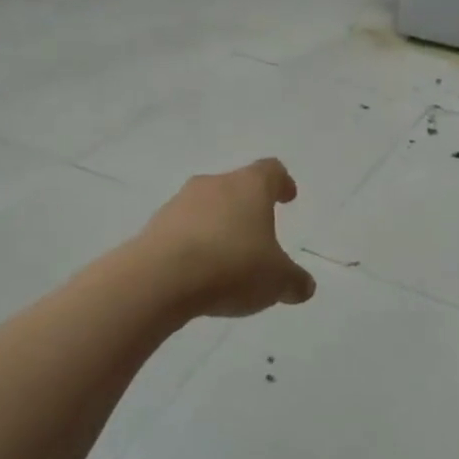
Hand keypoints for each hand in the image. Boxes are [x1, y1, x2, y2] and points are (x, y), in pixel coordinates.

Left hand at [135, 158, 317, 318]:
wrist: (158, 279)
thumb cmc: (232, 266)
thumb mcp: (276, 281)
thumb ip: (294, 281)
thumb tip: (305, 286)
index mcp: (250, 186)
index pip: (271, 171)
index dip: (281, 183)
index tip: (287, 196)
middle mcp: (214, 185)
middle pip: (236, 187)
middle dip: (247, 208)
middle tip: (258, 233)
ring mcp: (179, 203)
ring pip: (206, 208)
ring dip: (217, 226)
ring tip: (226, 259)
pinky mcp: (153, 227)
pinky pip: (181, 231)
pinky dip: (192, 245)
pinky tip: (198, 272)